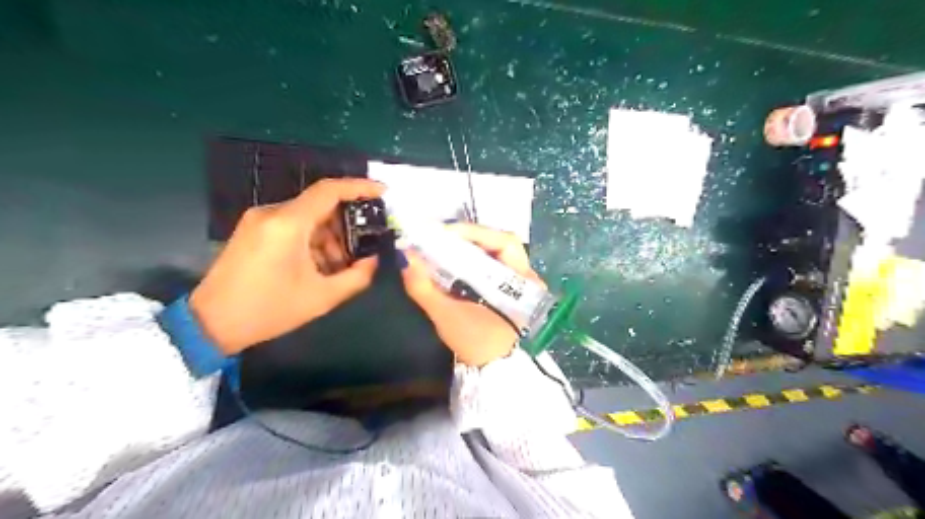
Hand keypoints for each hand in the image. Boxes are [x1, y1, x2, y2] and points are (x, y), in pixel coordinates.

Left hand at [188, 177, 384, 351]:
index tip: (383, 192)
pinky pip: (292, 226)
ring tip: (340, 266)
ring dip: (329, 236)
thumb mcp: (322, 297)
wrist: (211, 323)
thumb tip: (373, 260)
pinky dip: (312, 240)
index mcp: (288, 224)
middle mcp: (272, 213)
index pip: (329, 190)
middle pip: (320, 205)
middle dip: (346, 224)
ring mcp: (259, 220)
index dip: (359, 187)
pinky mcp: (253, 230)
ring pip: (307, 217)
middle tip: (364, 247)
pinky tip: (319, 265)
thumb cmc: (269, 310)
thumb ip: (357, 277)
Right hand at [403, 226, 543, 367]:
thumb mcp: (447, 316)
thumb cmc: (476, 343)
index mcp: (524, 282)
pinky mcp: (509, 288)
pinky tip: (451, 259)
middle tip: (440, 237)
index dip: (474, 232)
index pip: (504, 242)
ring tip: (441, 245)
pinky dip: (470, 259)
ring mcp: (520, 282)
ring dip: (468, 246)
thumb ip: (424, 286)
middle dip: (469, 237)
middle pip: (499, 243)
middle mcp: (527, 276)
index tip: (444, 232)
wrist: (489, 371)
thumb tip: (404, 257)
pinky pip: (490, 264)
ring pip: (494, 252)